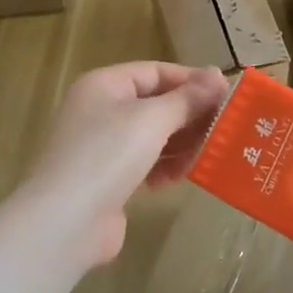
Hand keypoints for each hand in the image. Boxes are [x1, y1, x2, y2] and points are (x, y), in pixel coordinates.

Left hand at [19, 61, 229, 267]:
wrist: (66, 221)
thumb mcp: (152, 119)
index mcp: (104, 85)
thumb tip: (218, 74)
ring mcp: (101, 147)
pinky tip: (181, 177)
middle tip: (226, 126)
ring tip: (210, 152)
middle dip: (189, 115)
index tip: (227, 94)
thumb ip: (187, 98)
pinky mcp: (107, 180)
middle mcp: (100, 110)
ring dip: (181, 143)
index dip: (191, 80)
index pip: (155, 71)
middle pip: (154, 103)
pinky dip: (164, 167)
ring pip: (151, 136)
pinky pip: (144, 163)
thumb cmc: (108, 155)